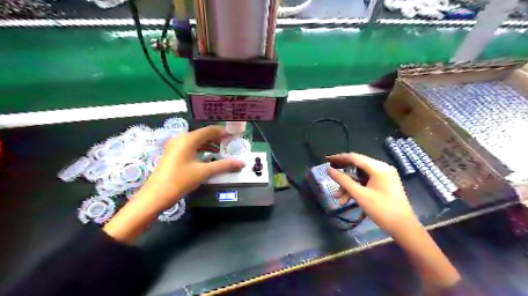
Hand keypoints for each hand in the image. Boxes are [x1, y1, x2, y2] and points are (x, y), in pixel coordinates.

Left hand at [104, 125, 244, 242]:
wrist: (156, 195)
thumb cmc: (180, 180)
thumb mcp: (204, 172)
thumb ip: (224, 165)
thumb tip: (242, 163)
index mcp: (188, 139)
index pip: (210, 130)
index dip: (224, 132)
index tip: (235, 137)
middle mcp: (182, 138)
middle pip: (204, 134)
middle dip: (218, 138)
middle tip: (231, 144)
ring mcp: (176, 145)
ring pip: (197, 140)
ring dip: (210, 144)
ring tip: (223, 150)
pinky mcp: (173, 153)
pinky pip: (191, 146)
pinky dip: (202, 149)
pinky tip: (209, 156)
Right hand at [329, 153, 460, 288]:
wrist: (404, 228)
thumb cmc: (382, 210)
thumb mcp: (360, 195)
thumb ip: (343, 180)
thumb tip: (328, 170)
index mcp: (379, 168)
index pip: (354, 157)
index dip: (339, 158)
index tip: (326, 160)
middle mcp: (382, 168)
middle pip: (357, 166)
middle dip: (343, 176)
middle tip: (330, 177)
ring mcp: (384, 176)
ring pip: (360, 176)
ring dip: (348, 186)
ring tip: (339, 198)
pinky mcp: (384, 184)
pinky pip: (366, 182)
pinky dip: (356, 189)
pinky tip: (348, 199)